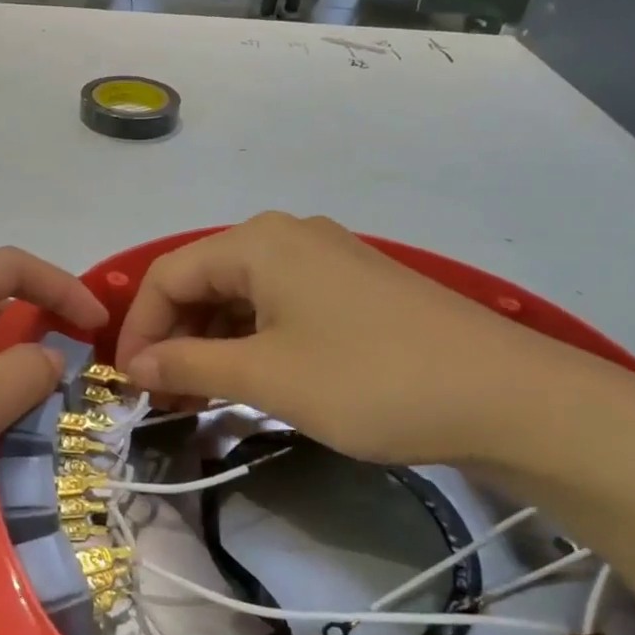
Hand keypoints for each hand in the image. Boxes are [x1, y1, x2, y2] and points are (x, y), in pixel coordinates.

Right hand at [115, 213, 590, 464]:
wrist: (507, 396)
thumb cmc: (369, 379)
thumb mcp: (266, 376)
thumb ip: (188, 365)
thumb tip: (133, 366)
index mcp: (257, 242)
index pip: (168, 275)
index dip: (139, 329)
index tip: (128, 384)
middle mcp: (286, 236)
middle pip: (203, 280)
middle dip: (174, 338)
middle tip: (162, 398)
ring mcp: (324, 259)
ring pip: (241, 296)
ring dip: (210, 344)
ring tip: (199, 399)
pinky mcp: (352, 287)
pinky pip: (279, 306)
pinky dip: (251, 341)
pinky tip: (249, 380)